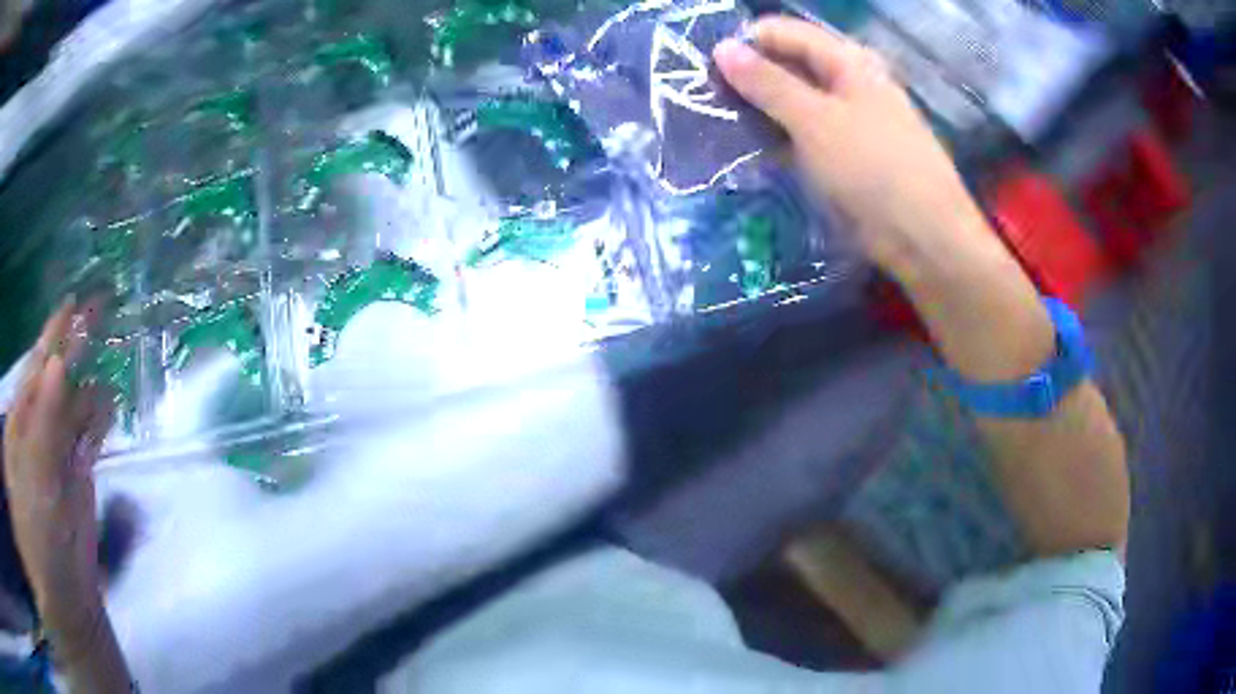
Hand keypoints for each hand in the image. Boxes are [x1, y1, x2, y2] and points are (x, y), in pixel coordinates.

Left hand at [4, 299, 112, 646]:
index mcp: (21, 422)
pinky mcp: (81, 479)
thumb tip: (57, 367)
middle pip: (56, 377)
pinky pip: (90, 438)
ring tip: (108, 344)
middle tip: (100, 305)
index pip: (36, 367)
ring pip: (76, 404)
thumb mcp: (33, 482)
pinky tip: (109, 403)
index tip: (74, 301)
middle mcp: (38, 429)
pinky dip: (100, 419)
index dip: (53, 335)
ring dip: (90, 377)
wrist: (64, 602)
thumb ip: (42, 427)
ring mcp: (60, 454)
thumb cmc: (37, 540)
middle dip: (75, 343)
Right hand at [714, 17, 993, 280]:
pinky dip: (779, 138)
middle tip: (708, 104)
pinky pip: (804, 133)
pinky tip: (753, 151)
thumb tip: (722, 49)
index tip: (707, 73)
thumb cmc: (874, 169)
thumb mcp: (815, 120)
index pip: (782, 33)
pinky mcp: (847, 154)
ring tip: (721, 128)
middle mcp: (849, 82)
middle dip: (749, 80)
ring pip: (794, 102)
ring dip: (761, 112)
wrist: (925, 238)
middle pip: (788, 65)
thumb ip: (767, 83)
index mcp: (847, 60)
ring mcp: (849, 119)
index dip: (744, 45)